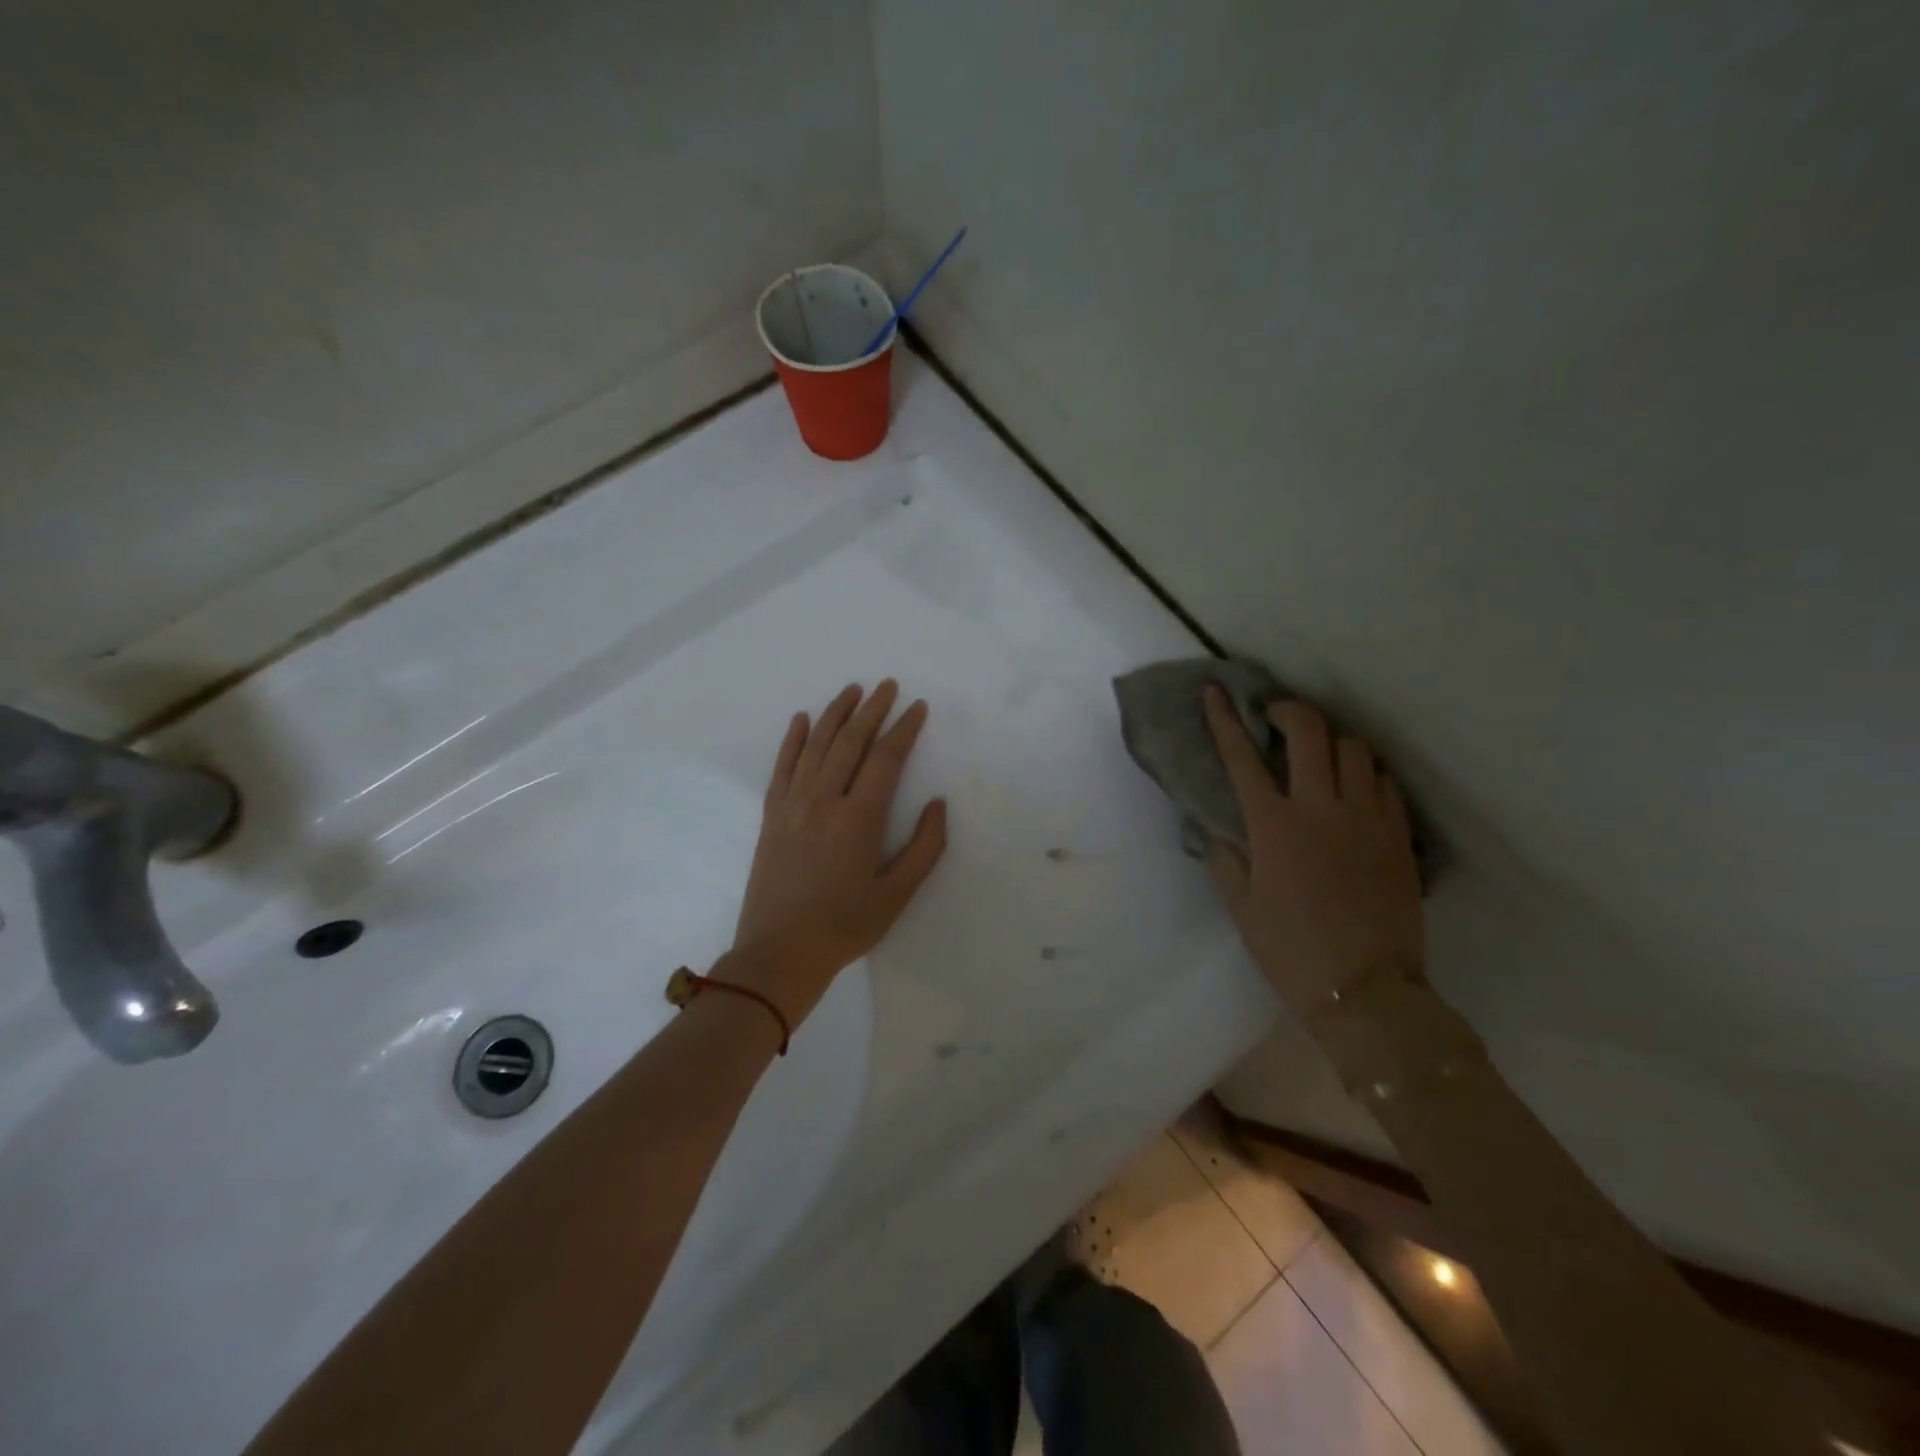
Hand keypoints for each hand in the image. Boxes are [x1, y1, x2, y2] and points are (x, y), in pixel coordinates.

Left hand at [730, 681, 947, 1019]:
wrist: (779, 953)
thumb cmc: (845, 926)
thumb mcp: (897, 895)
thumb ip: (924, 847)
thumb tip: (937, 803)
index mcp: (858, 819)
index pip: (885, 759)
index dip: (904, 729)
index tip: (917, 707)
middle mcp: (823, 801)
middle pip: (850, 741)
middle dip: (872, 710)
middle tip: (888, 686)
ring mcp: (793, 805)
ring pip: (816, 745)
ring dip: (835, 713)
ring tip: (852, 690)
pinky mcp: (772, 815)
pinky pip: (783, 766)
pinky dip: (793, 739)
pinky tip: (801, 719)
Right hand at [1202, 687, 1423, 1011]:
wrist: (1366, 991)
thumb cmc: (1291, 950)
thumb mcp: (1241, 907)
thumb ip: (1225, 858)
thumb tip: (1216, 826)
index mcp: (1273, 826)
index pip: (1241, 757)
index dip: (1224, 719)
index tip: (1215, 692)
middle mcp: (1321, 808)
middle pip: (1309, 732)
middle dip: (1288, 710)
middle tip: (1276, 718)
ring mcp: (1366, 818)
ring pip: (1355, 749)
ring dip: (1332, 741)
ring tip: (1321, 756)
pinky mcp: (1398, 834)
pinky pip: (1384, 782)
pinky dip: (1365, 773)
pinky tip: (1356, 788)